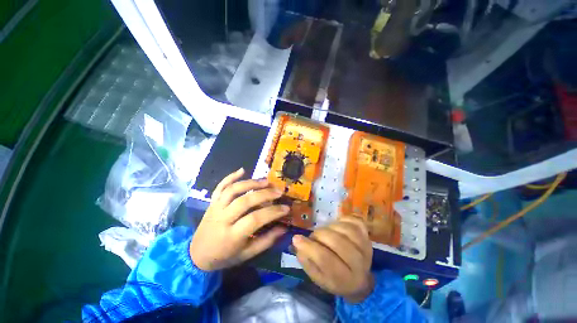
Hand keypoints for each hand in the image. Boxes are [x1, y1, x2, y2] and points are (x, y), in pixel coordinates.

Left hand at [190, 168, 288, 270]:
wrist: (196, 255)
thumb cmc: (224, 256)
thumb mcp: (247, 254)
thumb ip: (266, 241)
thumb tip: (284, 228)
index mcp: (231, 236)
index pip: (255, 219)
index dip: (272, 212)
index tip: (286, 208)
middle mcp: (222, 219)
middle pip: (245, 201)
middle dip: (265, 194)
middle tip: (279, 191)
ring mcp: (215, 208)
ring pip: (233, 190)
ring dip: (251, 183)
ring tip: (266, 181)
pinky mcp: (212, 202)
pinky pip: (220, 186)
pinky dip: (231, 176)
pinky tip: (242, 170)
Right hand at [292, 217, 374, 302]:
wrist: (360, 281)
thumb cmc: (335, 280)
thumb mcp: (318, 277)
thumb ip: (307, 261)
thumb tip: (297, 242)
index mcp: (344, 279)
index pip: (325, 259)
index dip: (309, 247)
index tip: (296, 238)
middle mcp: (359, 263)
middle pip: (337, 242)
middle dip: (319, 235)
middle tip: (313, 236)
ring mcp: (366, 247)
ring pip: (346, 229)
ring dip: (330, 227)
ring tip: (325, 231)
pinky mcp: (367, 236)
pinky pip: (356, 221)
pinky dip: (344, 219)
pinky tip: (337, 224)